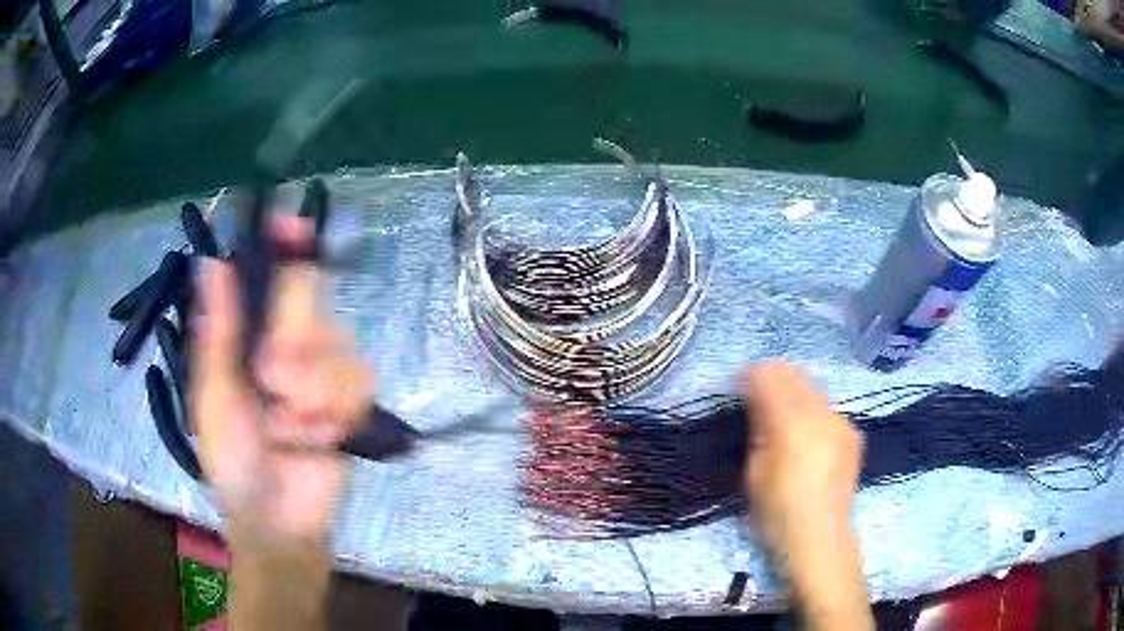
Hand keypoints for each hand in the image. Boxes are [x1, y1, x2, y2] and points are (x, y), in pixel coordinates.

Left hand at [191, 217, 373, 550]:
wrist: (277, 518)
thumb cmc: (232, 460)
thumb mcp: (213, 396)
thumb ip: (217, 332)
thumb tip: (211, 260)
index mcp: (251, 338)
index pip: (273, 278)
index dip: (285, 246)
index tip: (292, 220)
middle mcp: (290, 345)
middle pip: (311, 303)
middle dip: (292, 342)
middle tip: (270, 381)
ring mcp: (325, 373)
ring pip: (339, 347)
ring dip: (310, 392)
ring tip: (288, 428)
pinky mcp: (353, 404)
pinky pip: (357, 385)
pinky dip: (332, 415)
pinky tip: (314, 438)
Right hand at [742, 362, 871, 629]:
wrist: (820, 539)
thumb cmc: (777, 513)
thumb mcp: (754, 472)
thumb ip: (758, 428)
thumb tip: (757, 402)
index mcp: (792, 423)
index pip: (769, 376)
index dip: (749, 376)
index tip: (737, 389)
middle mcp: (822, 413)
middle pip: (793, 373)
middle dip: (772, 379)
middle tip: (755, 402)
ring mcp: (842, 421)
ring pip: (812, 387)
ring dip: (793, 393)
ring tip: (781, 419)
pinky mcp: (852, 433)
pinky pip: (827, 407)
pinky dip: (811, 410)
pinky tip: (806, 437)